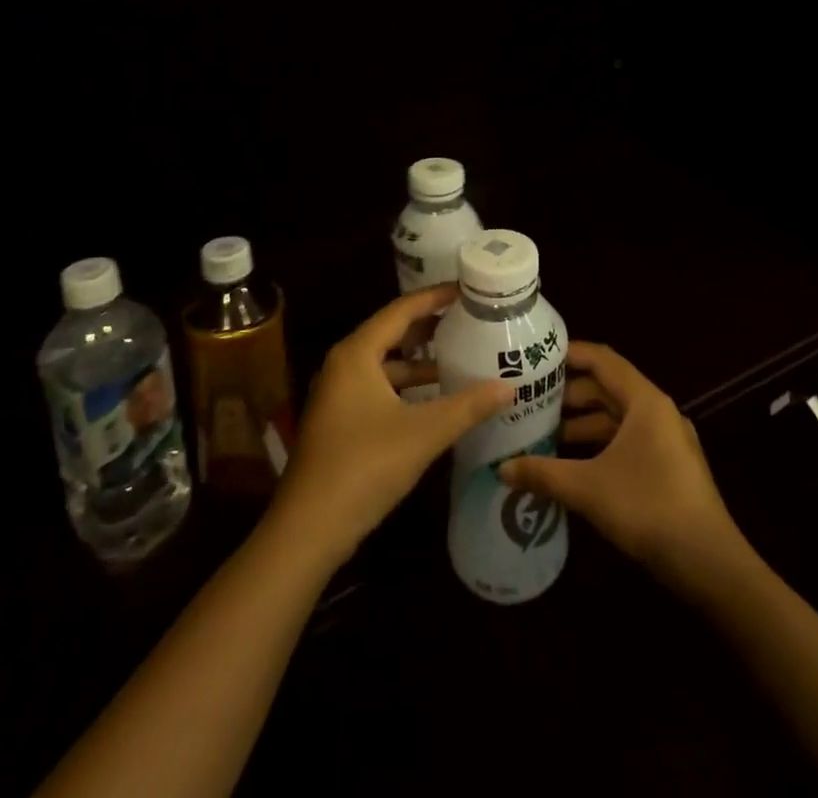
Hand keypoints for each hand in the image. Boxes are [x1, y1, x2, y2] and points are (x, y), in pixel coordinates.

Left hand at [271, 285, 513, 564]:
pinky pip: (380, 389)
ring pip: (386, 365)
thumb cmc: (364, 466)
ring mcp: (338, 395)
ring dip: (420, 363)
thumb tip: (509, 387)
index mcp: (356, 354)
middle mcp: (343, 365)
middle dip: (430, 328)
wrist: (308, 529)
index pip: (401, 310)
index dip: (434, 297)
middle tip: (469, 320)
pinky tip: (436, 401)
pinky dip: (408, 388)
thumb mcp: (423, 433)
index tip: (467, 288)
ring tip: (461, 359)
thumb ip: (467, 407)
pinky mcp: (340, 421)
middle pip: (392, 334)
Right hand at [499, 342, 744, 581]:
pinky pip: (626, 442)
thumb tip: (501, 469)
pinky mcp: (668, 468)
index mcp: (645, 401)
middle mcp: (657, 412)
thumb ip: (543, 474)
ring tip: (542, 436)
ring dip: (581, 425)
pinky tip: (571, 466)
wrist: (711, 565)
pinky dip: (598, 446)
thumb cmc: (649, 508)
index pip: (602, 360)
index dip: (569, 354)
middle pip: (607, 389)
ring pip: (616, 419)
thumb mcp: (588, 488)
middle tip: (529, 402)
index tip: (535, 359)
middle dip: (568, 395)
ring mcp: (666, 441)